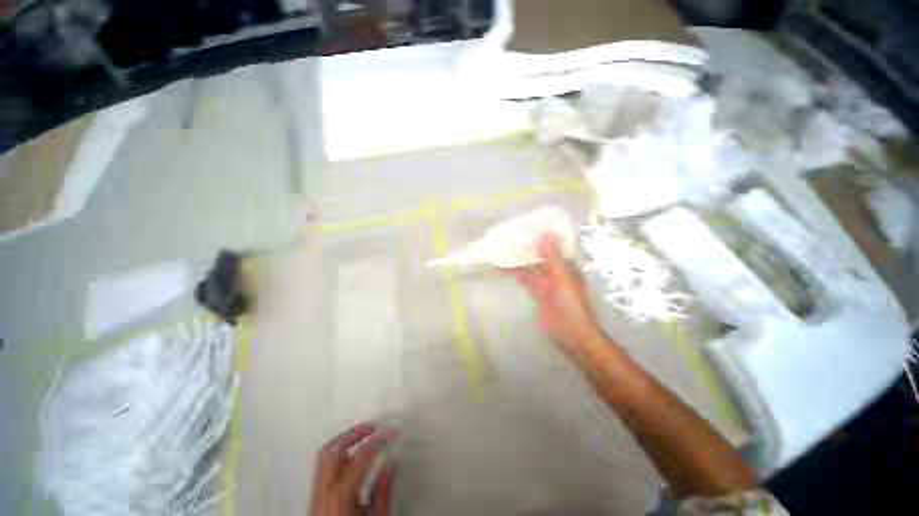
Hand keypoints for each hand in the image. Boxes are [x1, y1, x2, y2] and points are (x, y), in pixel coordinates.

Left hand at [311, 423, 394, 515]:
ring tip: (364, 435)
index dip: (378, 440)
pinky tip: (353, 456)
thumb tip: (388, 464)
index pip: (360, 458)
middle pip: (333, 451)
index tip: (391, 432)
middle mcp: (324, 495)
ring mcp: (316, 497)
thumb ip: (382, 492)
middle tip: (373, 426)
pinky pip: (326, 469)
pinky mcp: (316, 499)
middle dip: (355, 433)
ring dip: (346, 441)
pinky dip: (341, 456)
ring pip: (326, 457)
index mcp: (341, 499)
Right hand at [508, 232, 604, 358]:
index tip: (527, 223)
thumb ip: (553, 257)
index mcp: (566, 264)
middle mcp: (555, 269)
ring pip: (530, 264)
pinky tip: (501, 266)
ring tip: (501, 245)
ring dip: (518, 256)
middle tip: (509, 232)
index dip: (541, 234)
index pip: (553, 244)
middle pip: (539, 253)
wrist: (571, 335)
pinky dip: (514, 271)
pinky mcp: (536, 292)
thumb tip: (547, 232)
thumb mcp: (562, 279)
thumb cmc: (572, 305)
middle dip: (526, 244)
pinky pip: (524, 277)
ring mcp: (545, 281)